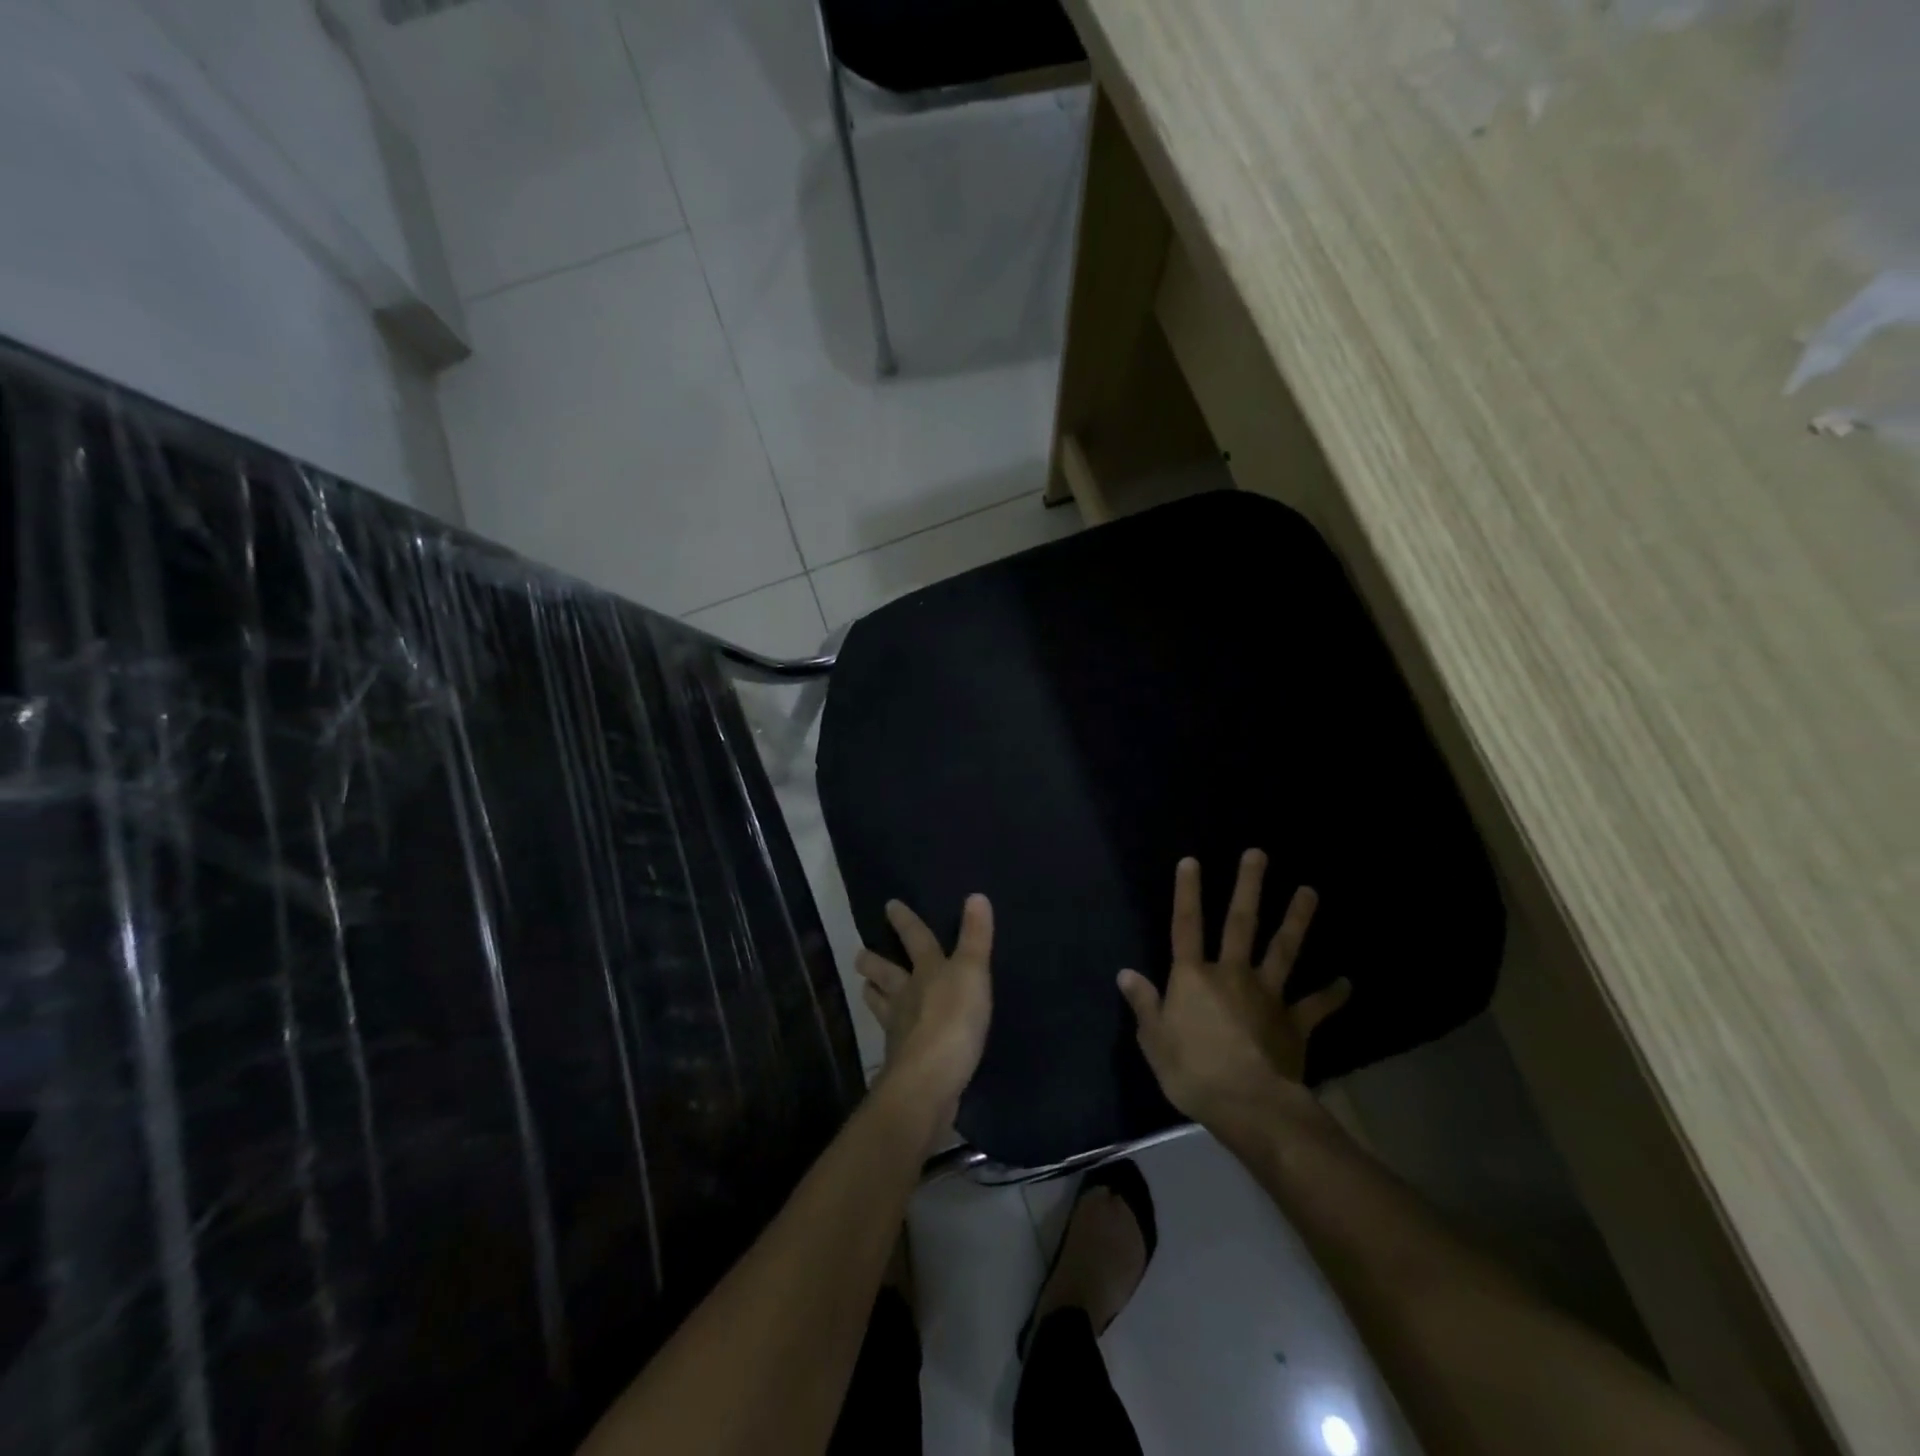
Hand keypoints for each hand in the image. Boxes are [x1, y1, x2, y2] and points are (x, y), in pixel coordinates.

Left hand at [856, 895, 993, 1124]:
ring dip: (874, 995)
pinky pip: (893, 1039)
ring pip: (882, 1006)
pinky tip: (891, 1037)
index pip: (915, 939)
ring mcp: (900, 1030)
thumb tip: (976, 895)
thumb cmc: (953, 1020)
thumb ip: (975, 937)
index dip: (905, 921)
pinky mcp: (903, 1061)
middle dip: (873, 963)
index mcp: (926, 972)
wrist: (929, 1080)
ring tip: (865, 989)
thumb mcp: (972, 972)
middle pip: (886, 974)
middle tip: (859, 956)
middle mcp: (907, 996)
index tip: (889, 905)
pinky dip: (890, 1033)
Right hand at [1118, 851, 1349, 1133]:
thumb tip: (1125, 973)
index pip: (1186, 926)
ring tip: (1310, 891)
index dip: (1187, 893)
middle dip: (1248, 887)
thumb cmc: (1193, 1071)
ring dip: (1297, 919)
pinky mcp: (1294, 1022)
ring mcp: (1268, 995)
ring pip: (1284, 950)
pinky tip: (1347, 982)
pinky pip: (1316, 1006)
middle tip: (1258, 854)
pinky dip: (1332, 994)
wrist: (1249, 1105)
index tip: (1192, 861)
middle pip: (1241, 923)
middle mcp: (1232, 974)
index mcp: (1194, 977)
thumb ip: (1144, 1004)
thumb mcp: (1154, 1040)